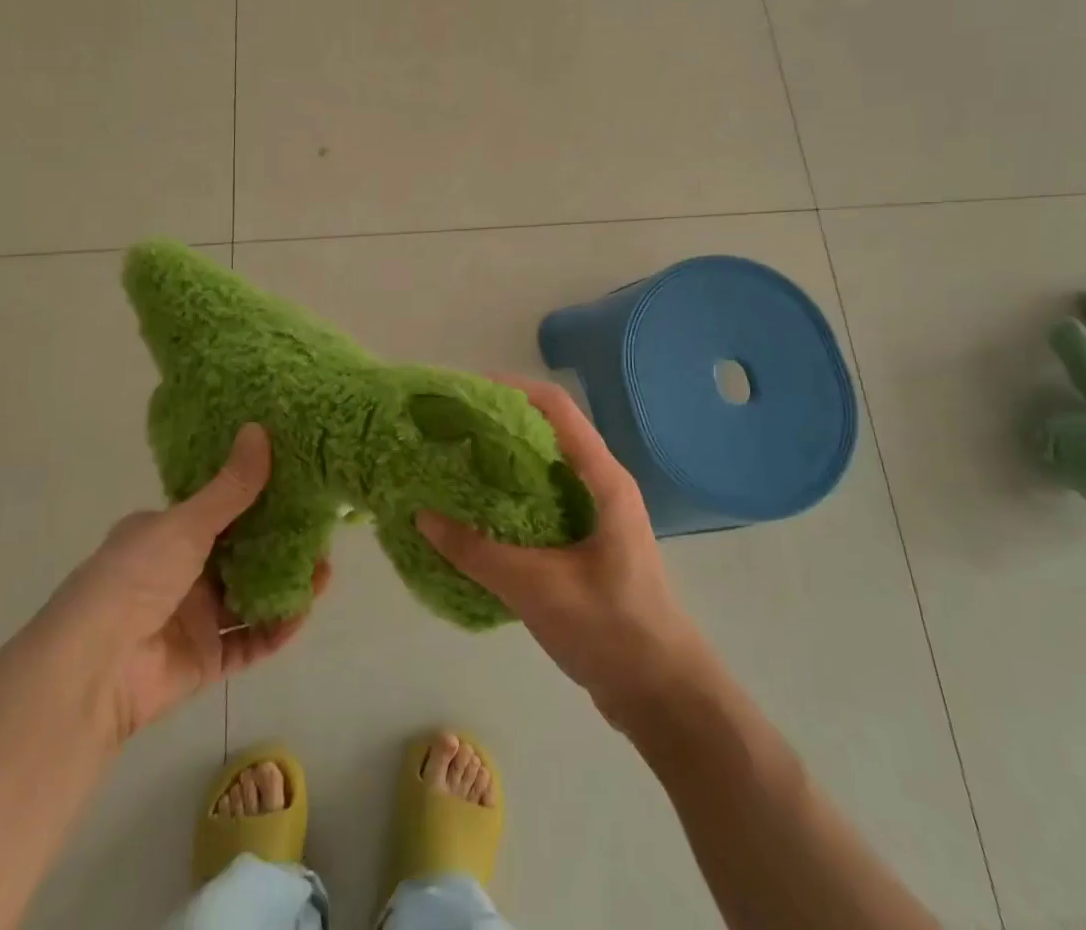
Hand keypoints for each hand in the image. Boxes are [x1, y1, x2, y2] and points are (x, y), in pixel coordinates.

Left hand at [52, 424, 329, 746]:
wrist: (93, 671)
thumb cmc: (135, 578)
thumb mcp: (186, 523)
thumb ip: (231, 486)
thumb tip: (260, 428)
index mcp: (165, 534)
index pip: (219, 510)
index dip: (258, 499)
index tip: (297, 488)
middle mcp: (179, 572)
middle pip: (241, 554)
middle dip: (282, 545)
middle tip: (321, 534)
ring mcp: (192, 617)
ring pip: (250, 596)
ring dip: (286, 585)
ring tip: (324, 573)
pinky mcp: (204, 659)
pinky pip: (248, 641)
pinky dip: (275, 629)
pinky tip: (301, 613)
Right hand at [416, 379, 708, 722]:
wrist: (664, 695)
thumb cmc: (612, 629)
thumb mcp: (538, 588)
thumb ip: (478, 553)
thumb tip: (421, 516)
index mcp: (603, 479)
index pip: (557, 409)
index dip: (513, 389)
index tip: (467, 391)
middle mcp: (601, 485)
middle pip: (547, 433)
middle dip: (500, 424)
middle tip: (451, 429)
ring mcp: (596, 515)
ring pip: (544, 469)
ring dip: (503, 462)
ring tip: (455, 464)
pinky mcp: (586, 544)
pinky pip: (543, 502)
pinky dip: (510, 497)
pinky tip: (477, 515)